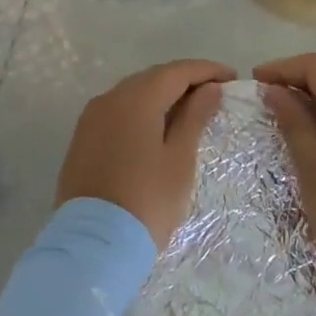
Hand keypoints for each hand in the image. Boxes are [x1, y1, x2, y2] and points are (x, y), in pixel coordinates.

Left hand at [56, 60, 233, 247]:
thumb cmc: (147, 201)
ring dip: (162, 95)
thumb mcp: (179, 159)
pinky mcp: (82, 138)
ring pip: (133, 93)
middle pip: (153, 77)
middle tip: (214, 93)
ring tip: (189, 109)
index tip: (232, 78)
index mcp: (136, 99)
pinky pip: (117, 111)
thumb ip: (194, 117)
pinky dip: (141, 111)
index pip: (177, 71)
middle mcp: (109, 98)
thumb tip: (209, 88)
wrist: (94, 244)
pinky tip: (157, 126)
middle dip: (185, 80)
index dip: (207, 70)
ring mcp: (91, 118)